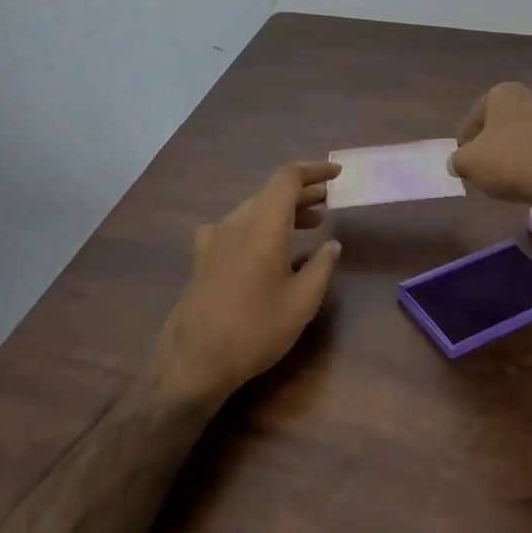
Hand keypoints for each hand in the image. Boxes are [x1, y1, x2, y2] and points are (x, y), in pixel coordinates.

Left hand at [150, 161, 342, 408]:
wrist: (194, 362)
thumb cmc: (256, 330)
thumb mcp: (302, 303)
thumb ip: (321, 267)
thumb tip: (332, 244)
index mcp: (264, 226)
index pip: (287, 178)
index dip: (313, 171)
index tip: (337, 175)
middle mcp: (237, 222)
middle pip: (271, 192)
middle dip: (302, 192)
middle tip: (328, 202)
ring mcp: (215, 238)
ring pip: (253, 208)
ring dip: (282, 209)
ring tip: (310, 224)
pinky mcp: (203, 257)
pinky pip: (233, 226)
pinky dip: (257, 224)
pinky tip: (261, 244)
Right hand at [449, 82, 531, 212]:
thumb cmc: (508, 161)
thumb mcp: (468, 163)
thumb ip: (458, 160)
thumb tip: (458, 163)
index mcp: (504, 94)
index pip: (475, 115)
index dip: (465, 138)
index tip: (461, 158)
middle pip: (505, 122)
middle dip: (495, 140)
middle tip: (485, 166)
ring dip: (523, 147)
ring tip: (512, 174)